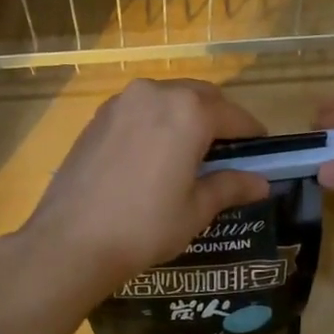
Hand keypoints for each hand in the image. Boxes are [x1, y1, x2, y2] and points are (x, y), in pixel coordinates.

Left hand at [9, 79, 271, 306]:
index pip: (233, 115)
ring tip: (192, 150)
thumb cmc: (145, 226)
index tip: (262, 149)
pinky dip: (157, 121)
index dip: (252, 132)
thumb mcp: (196, 209)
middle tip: (229, 149)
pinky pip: (141, 108)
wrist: (71, 240)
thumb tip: (260, 183)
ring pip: (168, 98)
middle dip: (219, 117)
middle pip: (201, 97)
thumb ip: (230, 186)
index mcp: (189, 111)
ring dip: (187, 115)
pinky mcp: (99, 116)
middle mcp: (156, 93)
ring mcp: (122, 101)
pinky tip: (156, 152)